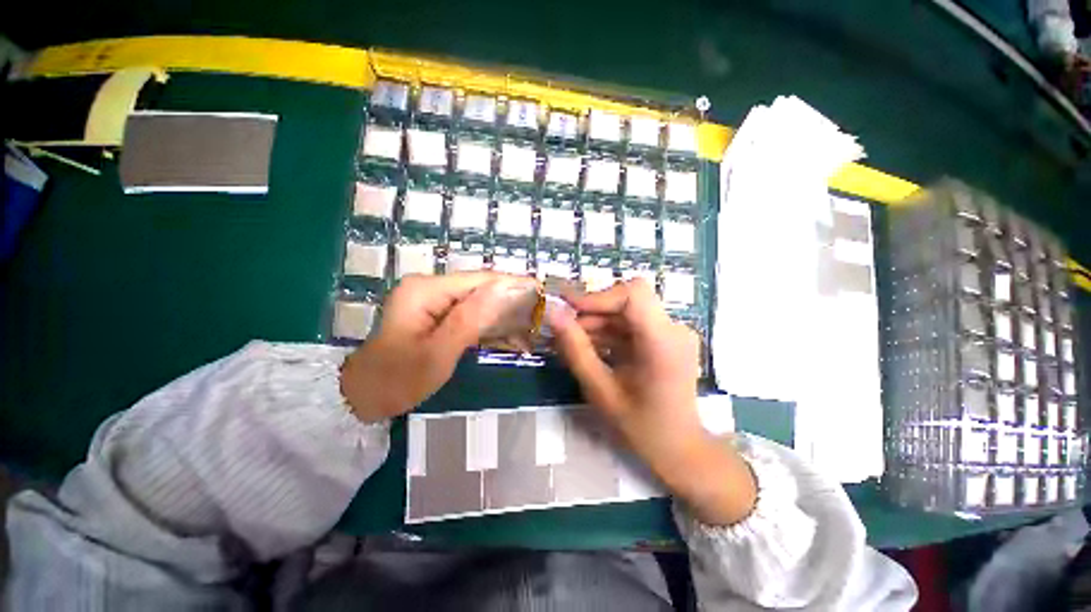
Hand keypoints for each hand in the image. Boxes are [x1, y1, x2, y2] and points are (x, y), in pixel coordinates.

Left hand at [340, 272, 537, 422]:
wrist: (360, 398)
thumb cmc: (396, 380)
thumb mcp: (437, 353)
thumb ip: (471, 319)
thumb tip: (505, 289)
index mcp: (427, 290)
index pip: (480, 280)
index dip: (513, 284)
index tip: (542, 291)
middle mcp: (430, 287)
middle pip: (480, 288)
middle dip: (511, 300)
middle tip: (541, 313)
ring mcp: (432, 300)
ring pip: (478, 301)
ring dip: (503, 313)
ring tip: (531, 324)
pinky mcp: (435, 314)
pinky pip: (469, 313)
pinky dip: (490, 323)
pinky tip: (509, 333)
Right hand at [547, 279, 756, 525]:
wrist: (681, 450)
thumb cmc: (641, 427)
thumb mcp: (601, 390)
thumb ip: (575, 349)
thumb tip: (554, 314)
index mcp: (663, 342)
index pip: (633, 294)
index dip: (598, 296)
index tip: (568, 308)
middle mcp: (674, 330)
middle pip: (628, 301)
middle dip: (593, 311)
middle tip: (564, 328)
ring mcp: (673, 333)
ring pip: (627, 312)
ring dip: (598, 322)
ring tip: (574, 341)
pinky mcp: (667, 339)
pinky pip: (633, 325)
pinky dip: (610, 332)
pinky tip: (592, 347)